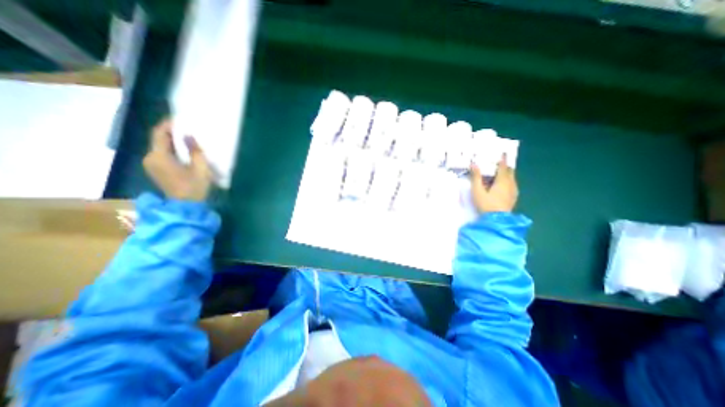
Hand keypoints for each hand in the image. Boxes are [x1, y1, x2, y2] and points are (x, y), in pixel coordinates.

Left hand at [143, 119, 212, 200]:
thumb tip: (189, 135)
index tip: (180, 118)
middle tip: (187, 128)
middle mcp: (150, 158)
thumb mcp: (200, 168)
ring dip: (172, 141)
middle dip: (171, 132)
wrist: (185, 206)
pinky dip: (171, 150)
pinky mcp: (155, 170)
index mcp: (159, 156)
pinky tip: (183, 151)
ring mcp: (151, 165)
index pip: (160, 134)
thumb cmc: (194, 186)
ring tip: (187, 138)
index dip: (168, 124)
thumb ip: (195, 150)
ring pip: (160, 147)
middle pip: (158, 140)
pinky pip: (161, 154)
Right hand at [475, 155, 517, 213]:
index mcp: (502, 181)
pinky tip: (502, 186)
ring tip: (499, 174)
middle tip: (499, 163)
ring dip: (506, 174)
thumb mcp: (477, 191)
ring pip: (512, 179)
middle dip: (505, 167)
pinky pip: (512, 185)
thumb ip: (476, 177)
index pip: (503, 167)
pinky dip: (508, 182)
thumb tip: (474, 164)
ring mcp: (513, 192)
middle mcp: (510, 184)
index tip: (502, 153)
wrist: (496, 220)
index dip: (502, 159)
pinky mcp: (513, 198)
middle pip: (510, 172)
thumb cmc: (486, 204)